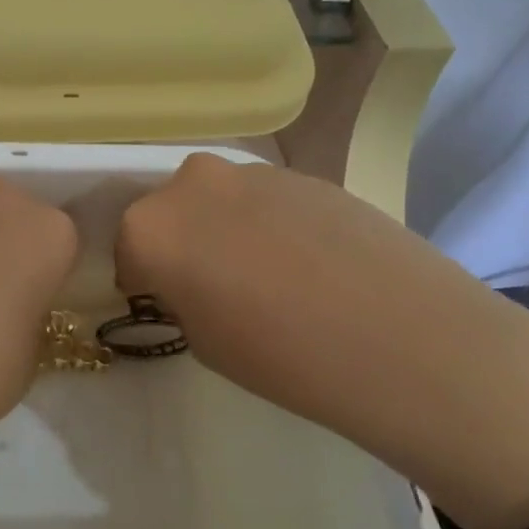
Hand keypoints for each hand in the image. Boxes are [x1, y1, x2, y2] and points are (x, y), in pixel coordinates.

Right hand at [116, 154, 528, 528]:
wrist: (401, 338)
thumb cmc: (281, 356)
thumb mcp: (202, 341)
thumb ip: (180, 296)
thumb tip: (191, 280)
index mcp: (150, 227)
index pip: (127, 251)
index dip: (146, 282)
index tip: (170, 307)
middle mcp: (191, 183)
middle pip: (169, 213)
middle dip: (183, 245)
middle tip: (218, 289)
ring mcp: (251, 172)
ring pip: (218, 202)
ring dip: (226, 230)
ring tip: (273, 279)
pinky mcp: (303, 173)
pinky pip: (263, 199)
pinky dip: (270, 224)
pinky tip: (309, 264)